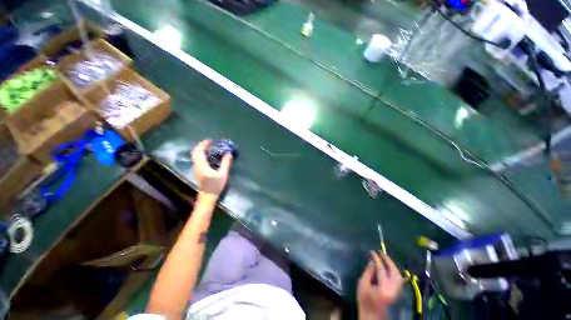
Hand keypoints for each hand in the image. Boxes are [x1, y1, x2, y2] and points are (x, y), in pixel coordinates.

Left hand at [191, 140, 232, 196]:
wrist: (208, 196)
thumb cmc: (215, 185)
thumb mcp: (223, 174)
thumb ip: (226, 163)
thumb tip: (229, 153)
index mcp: (202, 165)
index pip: (199, 151)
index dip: (204, 144)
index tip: (210, 140)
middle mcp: (197, 165)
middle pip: (195, 152)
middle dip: (201, 145)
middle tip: (209, 142)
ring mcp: (196, 168)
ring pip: (195, 155)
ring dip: (200, 149)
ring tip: (209, 147)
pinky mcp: (197, 171)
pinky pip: (197, 159)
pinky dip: (201, 154)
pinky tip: (207, 155)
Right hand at [357, 251, 403, 319]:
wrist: (372, 316)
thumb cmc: (364, 301)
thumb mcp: (362, 285)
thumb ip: (368, 272)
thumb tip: (372, 261)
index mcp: (384, 288)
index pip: (381, 269)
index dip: (376, 258)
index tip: (372, 251)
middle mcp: (393, 289)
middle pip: (394, 271)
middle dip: (387, 260)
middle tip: (380, 251)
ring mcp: (397, 292)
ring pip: (398, 275)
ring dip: (392, 264)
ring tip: (384, 257)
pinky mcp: (397, 293)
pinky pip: (398, 279)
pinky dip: (394, 271)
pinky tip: (389, 267)